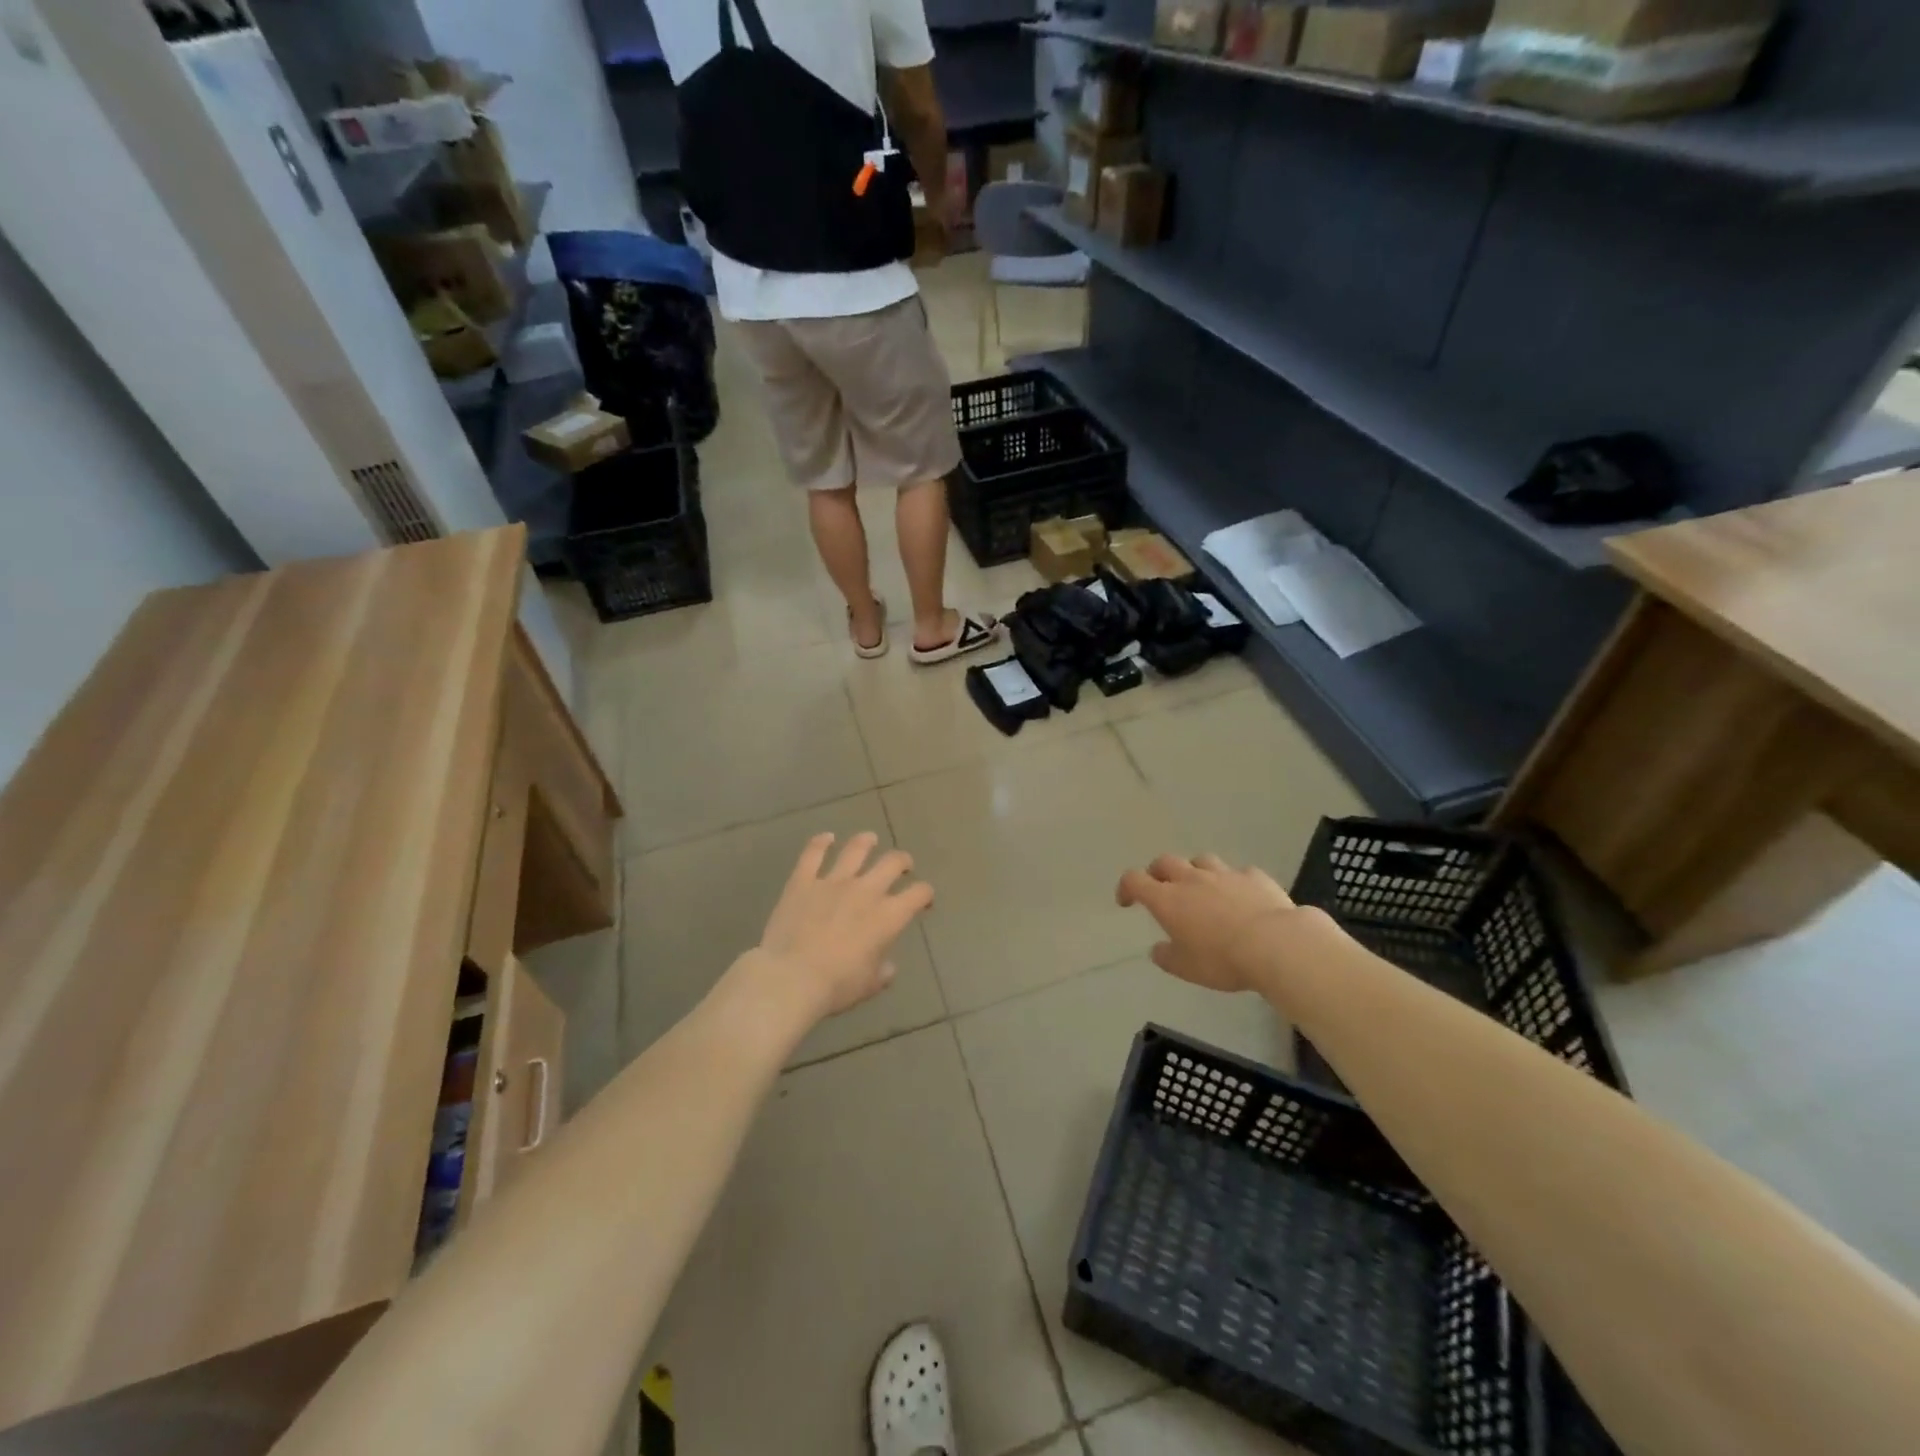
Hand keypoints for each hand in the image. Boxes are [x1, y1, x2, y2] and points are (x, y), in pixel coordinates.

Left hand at [754, 832, 934, 1017]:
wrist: (790, 978)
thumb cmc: (836, 986)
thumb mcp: (868, 986)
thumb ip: (882, 972)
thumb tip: (888, 967)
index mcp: (887, 916)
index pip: (918, 894)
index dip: (925, 894)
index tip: (924, 899)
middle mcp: (865, 891)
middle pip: (892, 863)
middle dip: (902, 861)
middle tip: (903, 865)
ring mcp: (833, 882)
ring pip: (856, 850)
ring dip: (866, 842)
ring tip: (870, 839)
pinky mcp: (803, 882)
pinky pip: (813, 854)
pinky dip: (820, 843)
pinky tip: (826, 838)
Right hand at [1116, 853, 1315, 993]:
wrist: (1275, 944)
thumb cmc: (1222, 959)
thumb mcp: (1187, 968)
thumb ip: (1168, 957)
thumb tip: (1158, 949)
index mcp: (1167, 899)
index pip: (1134, 880)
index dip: (1126, 887)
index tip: (1126, 901)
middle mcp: (1191, 879)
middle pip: (1165, 862)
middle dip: (1157, 872)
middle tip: (1160, 888)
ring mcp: (1224, 874)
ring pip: (1201, 860)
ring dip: (1194, 871)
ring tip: (1201, 888)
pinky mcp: (1253, 876)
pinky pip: (1238, 872)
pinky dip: (1232, 881)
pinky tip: (1240, 896)